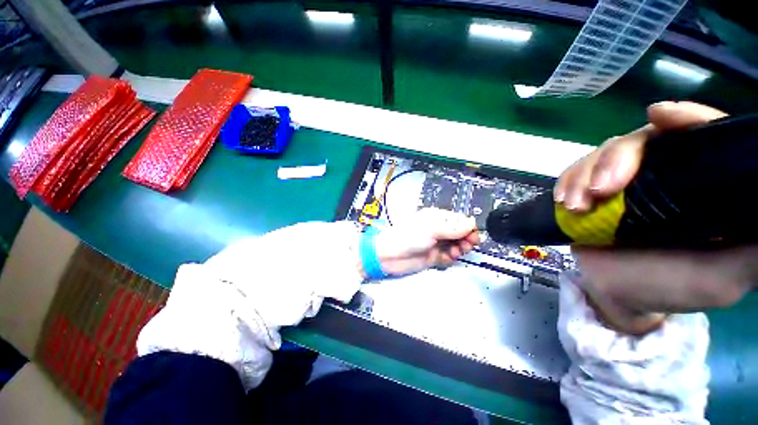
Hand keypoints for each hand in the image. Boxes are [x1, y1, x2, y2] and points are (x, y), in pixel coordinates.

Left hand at [371, 208, 480, 276]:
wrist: (389, 256)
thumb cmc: (407, 237)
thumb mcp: (431, 228)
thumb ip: (453, 227)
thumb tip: (472, 222)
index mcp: (437, 218)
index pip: (459, 220)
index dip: (468, 228)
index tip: (474, 236)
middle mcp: (438, 230)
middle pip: (460, 234)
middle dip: (466, 239)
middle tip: (466, 245)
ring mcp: (436, 243)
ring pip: (456, 245)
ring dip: (460, 249)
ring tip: (456, 251)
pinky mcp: (434, 256)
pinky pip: (449, 256)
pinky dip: (451, 257)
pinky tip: (448, 257)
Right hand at [554, 101, 756, 333]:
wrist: (617, 294)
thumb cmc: (673, 288)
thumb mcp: (725, 276)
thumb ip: (752, 252)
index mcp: (702, 187)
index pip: (701, 137)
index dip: (685, 119)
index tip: (658, 115)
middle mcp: (665, 175)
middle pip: (642, 140)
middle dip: (615, 160)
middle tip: (599, 191)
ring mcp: (625, 182)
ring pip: (604, 154)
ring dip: (583, 176)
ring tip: (574, 206)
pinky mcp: (594, 192)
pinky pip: (577, 172)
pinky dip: (567, 181)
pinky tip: (563, 200)